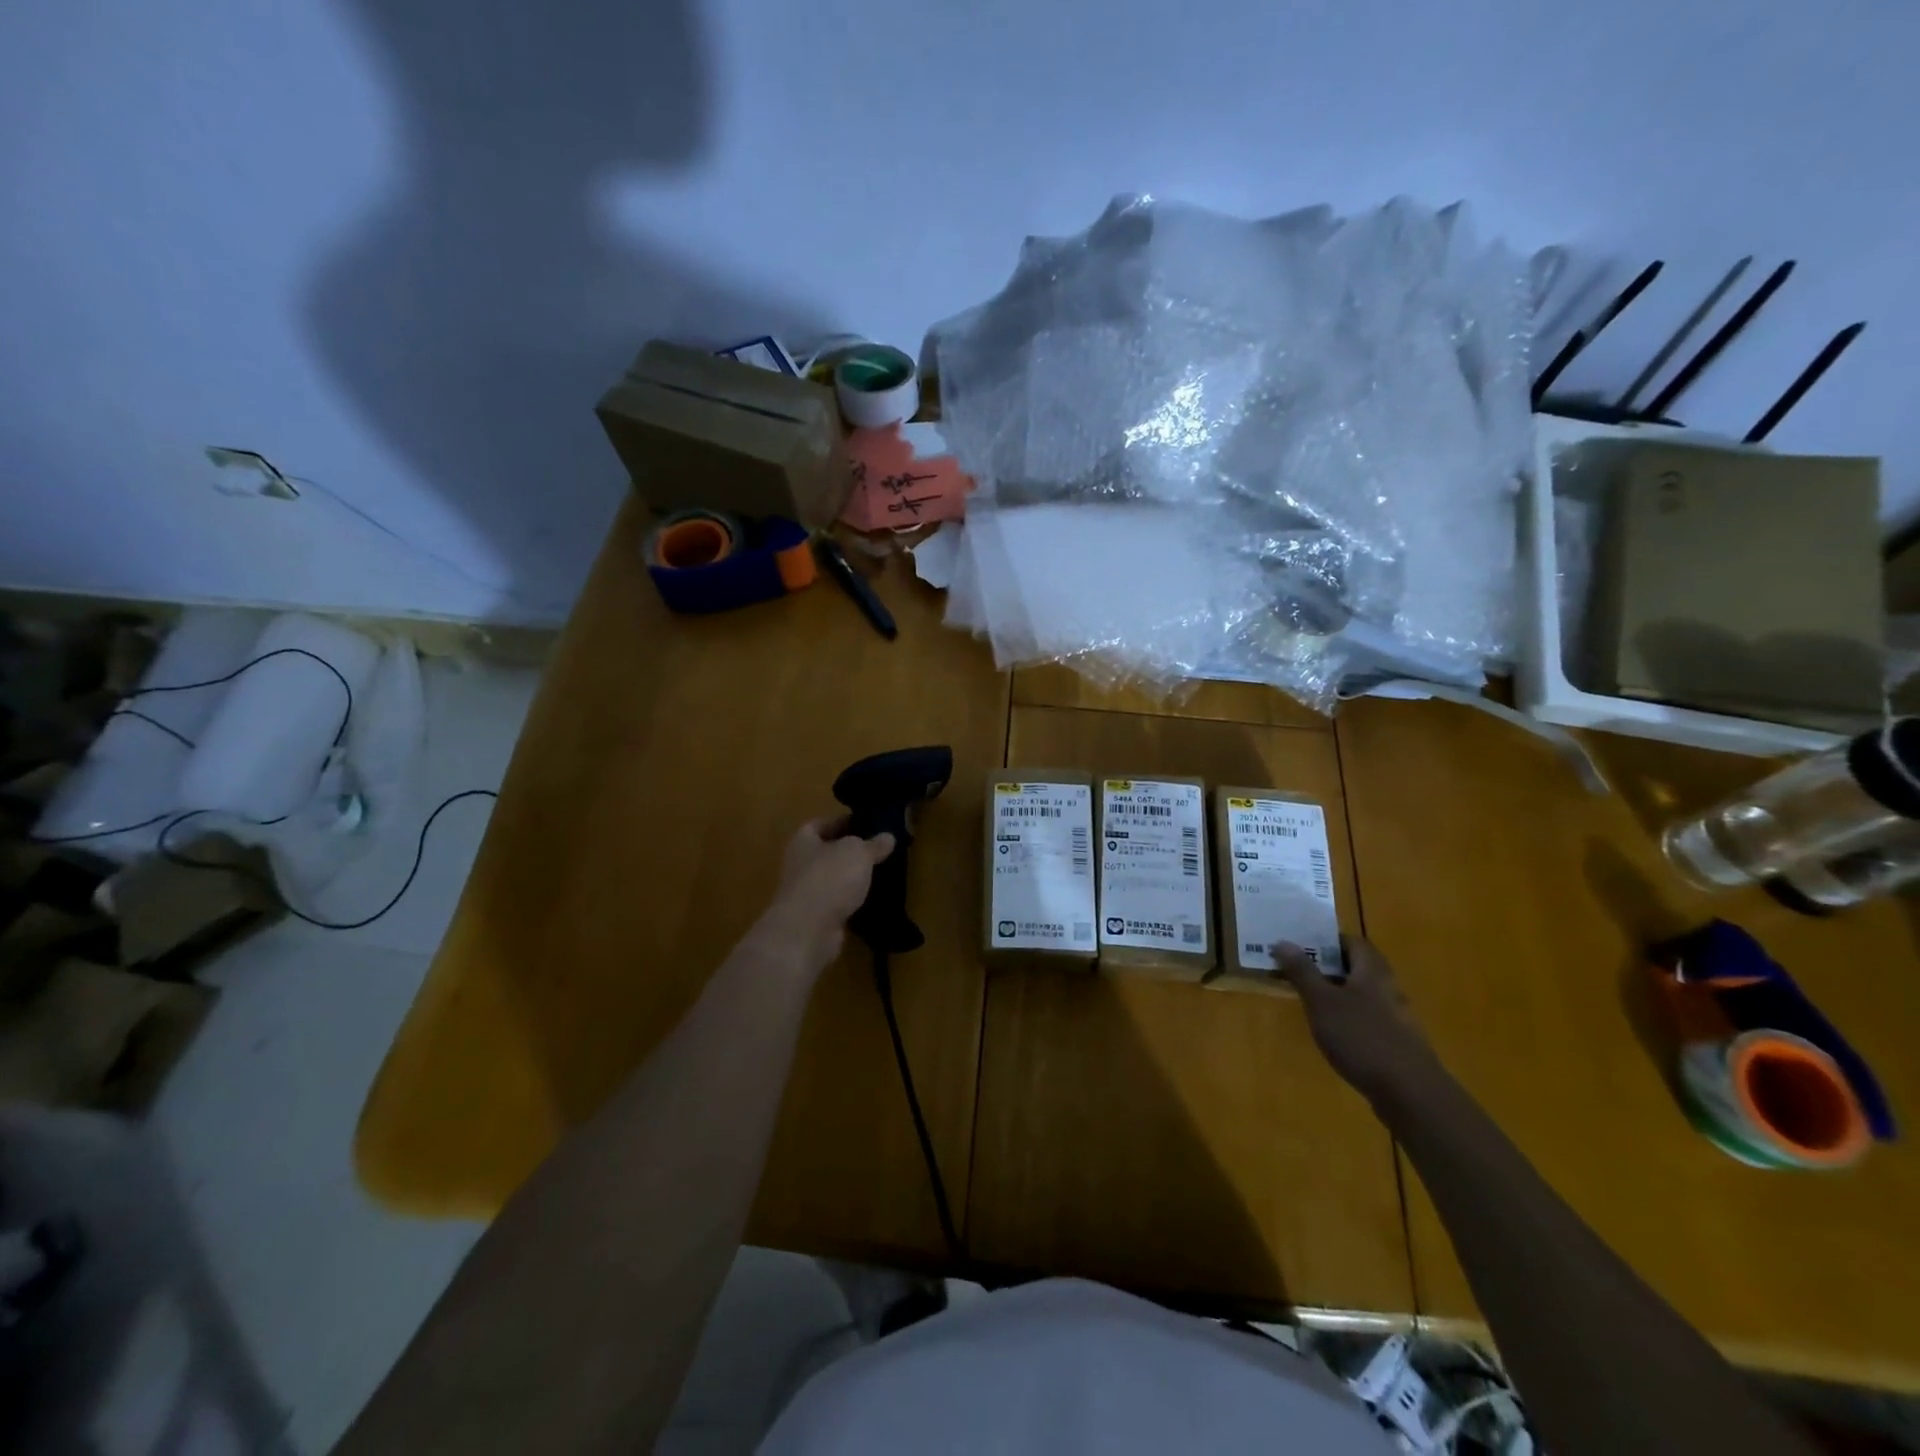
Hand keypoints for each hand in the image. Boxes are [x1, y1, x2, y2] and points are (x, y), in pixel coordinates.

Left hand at [753, 817, 895, 975]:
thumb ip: (873, 844)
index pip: (820, 824)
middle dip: (850, 851)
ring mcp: (806, 894)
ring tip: (880, 873)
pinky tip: (872, 899)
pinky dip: (852, 902)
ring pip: (833, 879)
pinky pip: (838, 903)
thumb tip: (888, 837)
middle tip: (879, 849)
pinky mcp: (816, 919)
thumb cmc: (829, 878)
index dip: (842, 822)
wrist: (808, 930)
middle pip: (827, 852)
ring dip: (852, 878)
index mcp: (803, 841)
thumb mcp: (858, 852)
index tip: (867, 823)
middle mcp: (800, 865)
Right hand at [1272, 937, 1441, 1101]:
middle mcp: (1388, 988)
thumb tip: (1283, 941)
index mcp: (1372, 971)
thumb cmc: (1361, 1037)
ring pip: (1364, 994)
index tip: (1302, 947)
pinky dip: (1350, 1018)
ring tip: (1310, 1002)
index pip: (1354, 942)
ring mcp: (1397, 1018)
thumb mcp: (1322, 1001)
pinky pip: (1369, 1019)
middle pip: (1359, 968)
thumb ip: (1302, 971)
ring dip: (1338, 993)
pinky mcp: (1398, 1044)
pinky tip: (1334, 1034)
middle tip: (1299, 972)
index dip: (1329, 941)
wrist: (1410, 1093)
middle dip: (1330, 967)